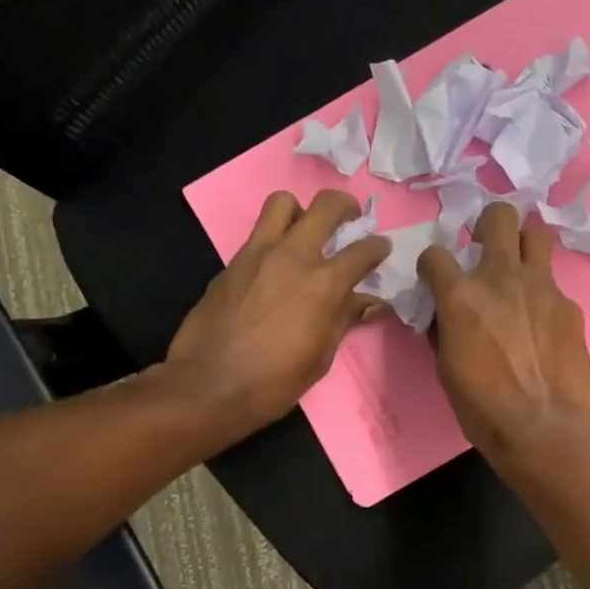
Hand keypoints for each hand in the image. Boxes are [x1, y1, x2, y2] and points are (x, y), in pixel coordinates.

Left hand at [167, 189, 388, 435]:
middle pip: (326, 205)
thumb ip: (345, 319)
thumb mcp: (321, 357)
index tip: (381, 249)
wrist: (208, 385)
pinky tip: (275, 266)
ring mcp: (258, 254)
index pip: (364, 250)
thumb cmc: (274, 381)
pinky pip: (257, 233)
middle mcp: (294, 256)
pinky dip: (274, 239)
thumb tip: (370, 302)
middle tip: (349, 220)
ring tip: (305, 232)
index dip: (378, 247)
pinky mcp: (232, 262)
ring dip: (300, 210)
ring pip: (283, 202)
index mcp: (324, 284)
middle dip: (345, 206)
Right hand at [418, 202, 589, 460]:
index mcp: (461, 295)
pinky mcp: (570, 305)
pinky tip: (544, 325)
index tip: (435, 277)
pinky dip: (544, 297)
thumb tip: (444, 313)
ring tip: (520, 268)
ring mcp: (542, 287)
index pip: (434, 255)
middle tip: (486, 245)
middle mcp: (501, 277)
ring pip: (537, 234)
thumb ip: (444, 326)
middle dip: (489, 223)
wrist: (541, 427)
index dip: (431, 264)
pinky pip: (554, 286)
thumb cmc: (481, 405)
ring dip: (524, 245)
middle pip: (499, 216)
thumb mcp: (446, 366)